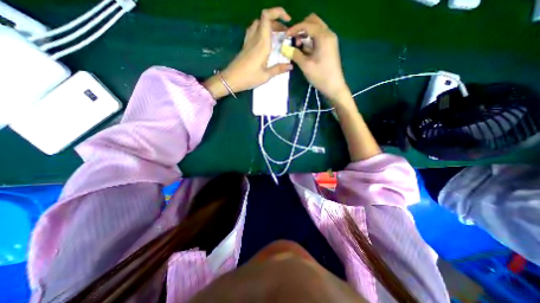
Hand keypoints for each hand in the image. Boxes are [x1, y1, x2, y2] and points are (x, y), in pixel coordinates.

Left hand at [204, 8, 294, 98]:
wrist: (231, 79)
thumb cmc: (249, 78)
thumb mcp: (266, 76)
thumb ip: (278, 69)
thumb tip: (290, 66)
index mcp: (262, 43)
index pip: (267, 17)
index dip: (278, 12)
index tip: (288, 20)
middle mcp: (255, 38)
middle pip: (264, 19)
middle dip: (277, 22)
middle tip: (285, 34)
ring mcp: (248, 41)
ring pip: (258, 24)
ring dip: (268, 25)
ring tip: (276, 35)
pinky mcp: (245, 45)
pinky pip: (253, 31)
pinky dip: (261, 30)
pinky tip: (265, 40)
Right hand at [286, 14, 349, 102]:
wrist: (334, 87)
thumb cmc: (320, 76)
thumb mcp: (305, 65)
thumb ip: (295, 54)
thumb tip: (284, 48)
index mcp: (323, 36)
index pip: (307, 24)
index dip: (295, 29)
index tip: (285, 36)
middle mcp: (328, 34)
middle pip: (313, 22)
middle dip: (301, 28)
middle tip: (293, 40)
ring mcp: (330, 40)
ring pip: (316, 29)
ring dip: (305, 34)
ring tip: (298, 46)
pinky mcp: (330, 47)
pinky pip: (319, 37)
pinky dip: (310, 40)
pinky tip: (304, 50)